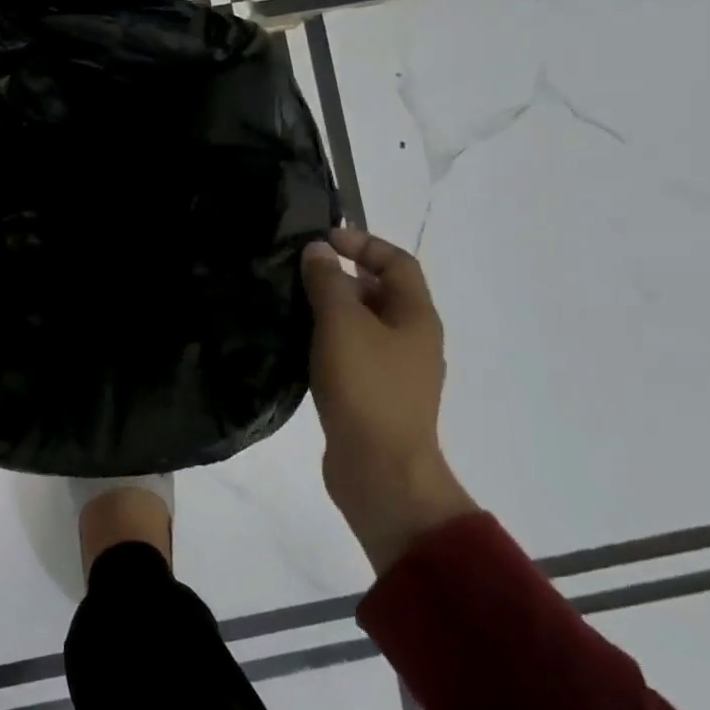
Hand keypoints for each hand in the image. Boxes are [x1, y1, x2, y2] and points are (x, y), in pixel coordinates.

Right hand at [301, 227, 476, 573]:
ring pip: (364, 325)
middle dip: (344, 275)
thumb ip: (328, 283)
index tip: (323, 239)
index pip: (397, 263)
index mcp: (416, 317)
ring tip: (293, 302)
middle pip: (381, 293)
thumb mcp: (342, 325)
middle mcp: (412, 340)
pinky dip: (329, 340)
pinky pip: (352, 353)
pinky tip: (299, 344)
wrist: (380, 470)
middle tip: (300, 270)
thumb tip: (318, 251)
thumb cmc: (366, 388)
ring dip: (333, 308)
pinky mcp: (374, 396)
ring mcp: (395, 371)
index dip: (364, 243)